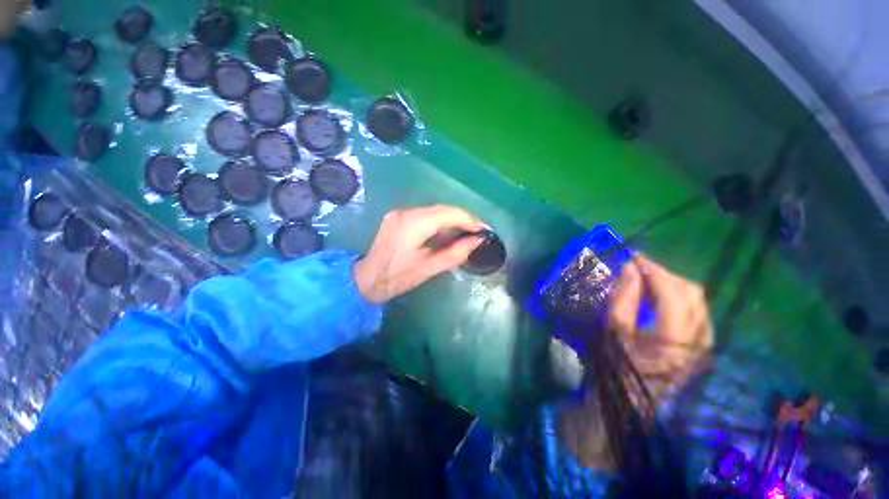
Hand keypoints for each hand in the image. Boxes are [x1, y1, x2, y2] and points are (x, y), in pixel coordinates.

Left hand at [354, 205, 484, 303]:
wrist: (366, 279)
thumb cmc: (397, 278)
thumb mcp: (429, 268)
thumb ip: (455, 253)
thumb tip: (477, 241)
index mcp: (412, 225)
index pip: (447, 213)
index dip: (468, 219)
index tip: (482, 229)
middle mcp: (406, 212)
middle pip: (441, 209)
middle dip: (462, 218)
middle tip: (477, 231)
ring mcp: (400, 212)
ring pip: (434, 210)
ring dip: (452, 219)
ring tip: (466, 232)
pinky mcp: (398, 216)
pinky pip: (425, 214)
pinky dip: (440, 221)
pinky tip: (448, 231)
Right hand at [609, 254, 713, 402]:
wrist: (635, 406)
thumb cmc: (618, 370)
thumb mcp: (614, 333)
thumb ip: (623, 300)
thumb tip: (630, 269)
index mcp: (675, 342)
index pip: (673, 295)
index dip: (654, 271)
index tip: (633, 257)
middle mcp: (700, 341)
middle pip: (692, 294)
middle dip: (665, 274)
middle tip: (638, 267)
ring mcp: (705, 344)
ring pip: (697, 301)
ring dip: (672, 284)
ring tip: (646, 279)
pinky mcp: (703, 345)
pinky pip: (696, 311)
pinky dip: (677, 297)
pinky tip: (658, 296)